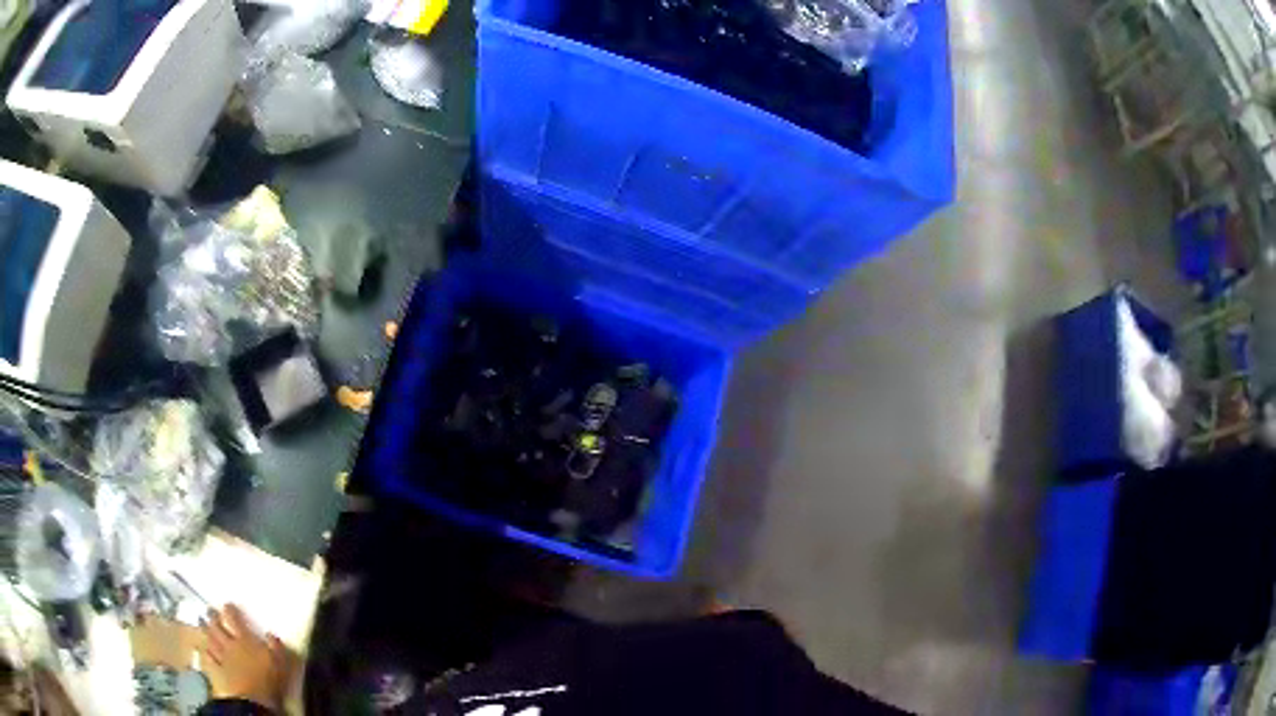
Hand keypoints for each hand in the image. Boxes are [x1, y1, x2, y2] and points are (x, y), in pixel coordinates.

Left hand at [200, 604, 287, 711]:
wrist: (254, 699)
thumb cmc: (268, 680)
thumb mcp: (280, 662)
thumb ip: (276, 647)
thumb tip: (271, 634)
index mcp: (244, 640)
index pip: (233, 619)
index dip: (229, 610)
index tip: (227, 605)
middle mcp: (230, 644)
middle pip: (217, 627)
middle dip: (212, 617)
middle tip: (209, 611)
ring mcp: (222, 657)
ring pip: (210, 639)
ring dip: (205, 630)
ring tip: (202, 623)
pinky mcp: (218, 670)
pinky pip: (209, 658)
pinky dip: (205, 651)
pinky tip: (204, 648)